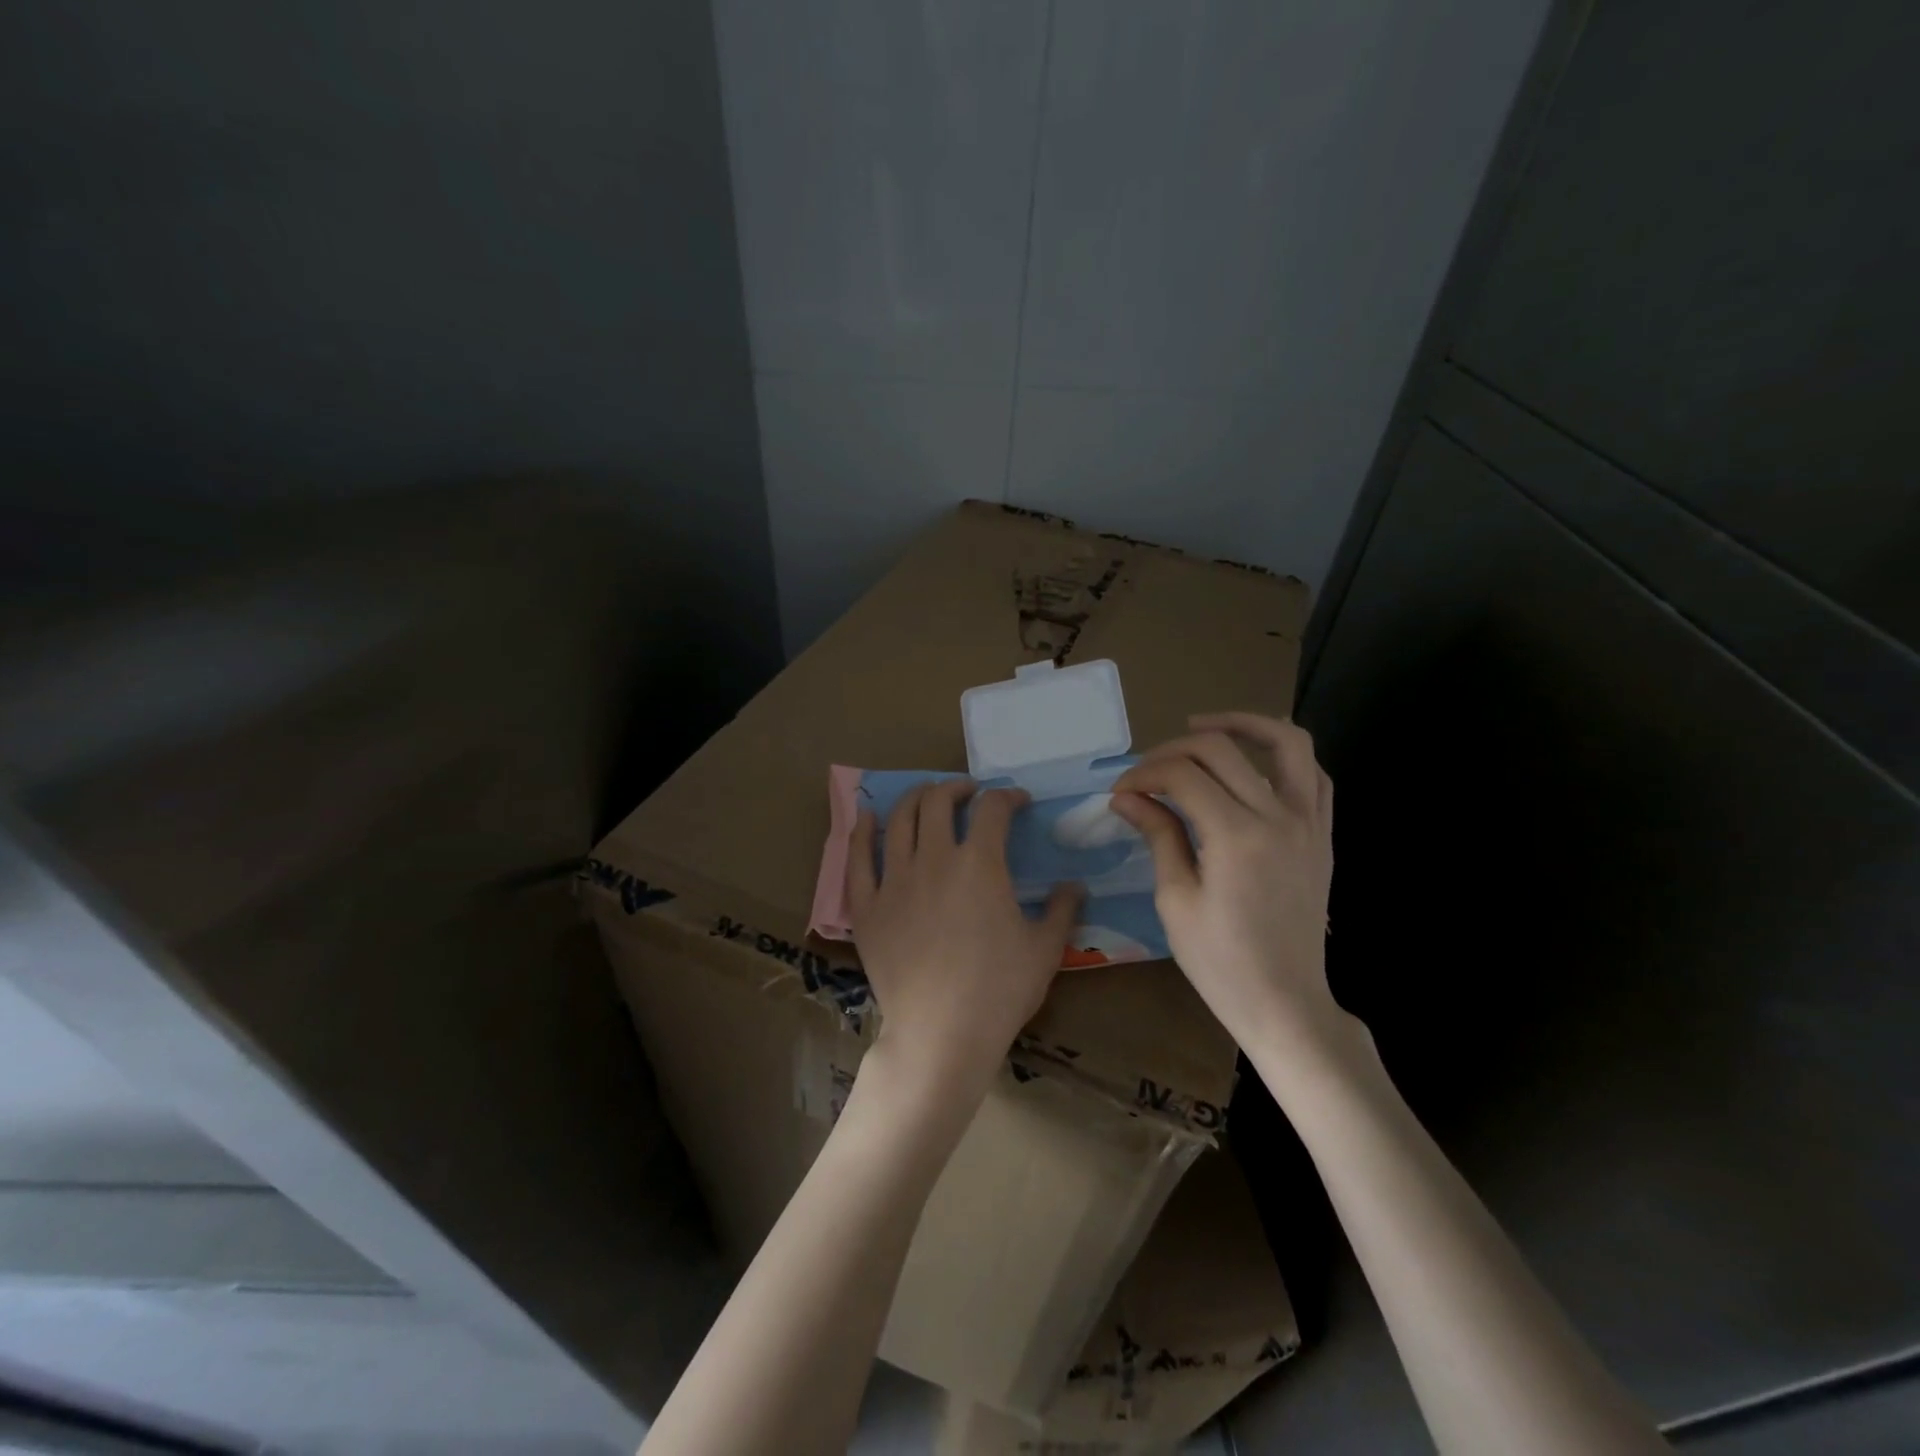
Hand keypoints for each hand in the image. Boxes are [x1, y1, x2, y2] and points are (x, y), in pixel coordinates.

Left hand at [850, 781, 1081, 1104]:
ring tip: (926, 797)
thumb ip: (1062, 909)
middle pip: (938, 801)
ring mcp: (894, 880)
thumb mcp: (1045, 949)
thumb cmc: (999, 990)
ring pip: (898, 819)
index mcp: (980, 863)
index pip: (993, 809)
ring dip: (915, 798)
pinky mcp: (867, 906)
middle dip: (957, 788)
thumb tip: (1075, 885)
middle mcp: (934, 859)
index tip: (1018, 802)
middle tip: (969, 794)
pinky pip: (857, 858)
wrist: (941, 1034)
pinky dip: (861, 831)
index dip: (1008, 796)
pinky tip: (866, 817)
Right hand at [1112, 712, 1337, 1049]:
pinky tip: (1252, 764)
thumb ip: (1158, 835)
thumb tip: (1126, 796)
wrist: (1286, 1003)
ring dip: (1243, 723)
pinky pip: (1314, 775)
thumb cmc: (1221, 962)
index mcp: (1236, 836)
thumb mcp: (1175, 900)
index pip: (1182, 775)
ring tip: (1203, 727)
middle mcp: (1279, 817)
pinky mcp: (1323, 835)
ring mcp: (1309, 823)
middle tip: (1147, 771)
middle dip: (1173, 749)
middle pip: (1222, 748)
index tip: (1120, 793)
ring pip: (1287, 742)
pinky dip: (1284, 756)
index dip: (1144, 774)